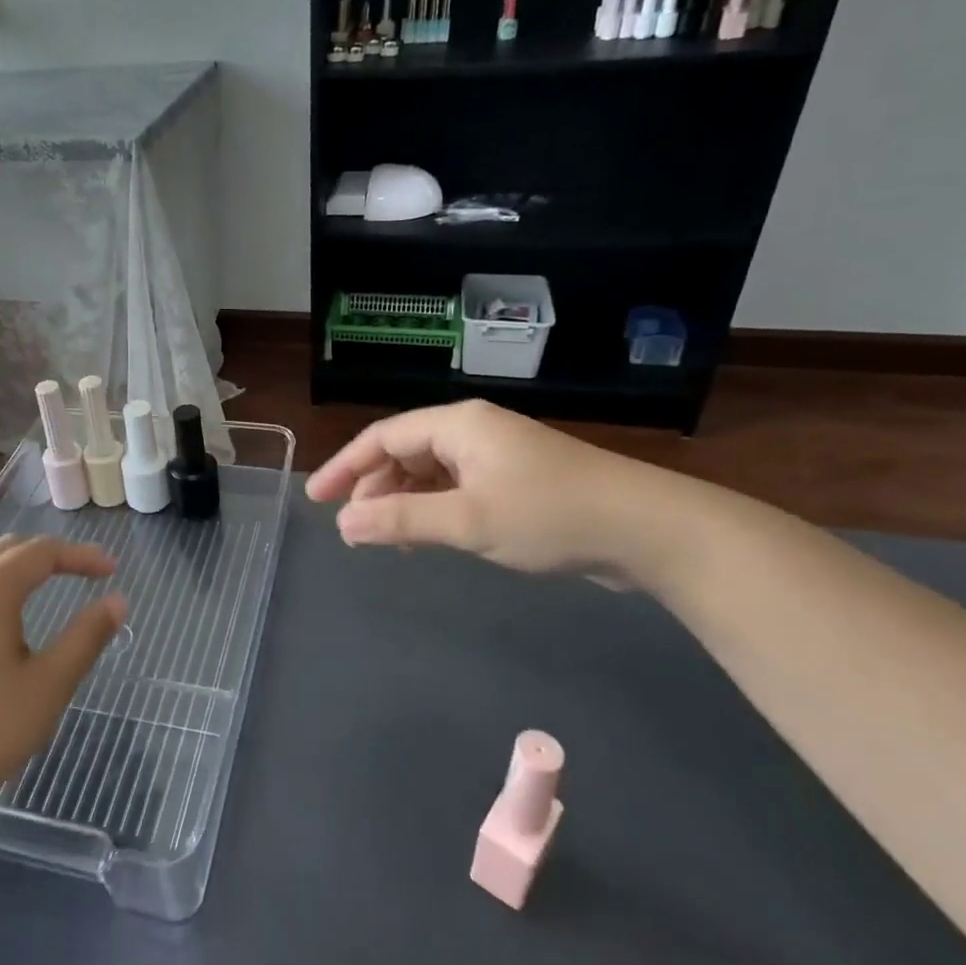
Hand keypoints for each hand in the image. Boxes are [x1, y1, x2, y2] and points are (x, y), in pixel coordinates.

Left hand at [0, 537, 127, 822]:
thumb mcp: (48, 686)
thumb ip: (87, 637)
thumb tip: (118, 601)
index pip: (43, 553)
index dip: (82, 556)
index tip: (112, 570)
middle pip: (11, 549)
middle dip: (52, 555)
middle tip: (87, 573)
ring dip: (20, 565)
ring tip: (49, 584)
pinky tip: (1, 613)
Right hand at [306, 401, 668, 577]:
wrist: (649, 530)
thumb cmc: (550, 515)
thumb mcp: (467, 520)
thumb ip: (400, 521)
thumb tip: (343, 524)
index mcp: (458, 425)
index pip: (382, 437)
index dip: (345, 467)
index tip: (316, 499)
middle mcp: (473, 432)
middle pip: (404, 452)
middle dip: (373, 488)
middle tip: (352, 528)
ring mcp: (497, 455)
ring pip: (430, 473)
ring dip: (402, 502)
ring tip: (386, 539)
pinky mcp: (516, 481)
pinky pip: (456, 488)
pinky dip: (433, 509)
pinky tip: (428, 537)